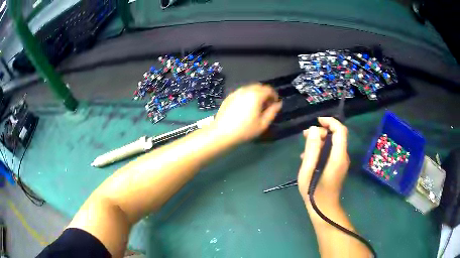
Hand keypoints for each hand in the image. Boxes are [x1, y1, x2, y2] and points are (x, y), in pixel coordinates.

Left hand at [212, 84, 281, 143]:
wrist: (222, 132)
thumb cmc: (245, 130)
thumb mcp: (262, 124)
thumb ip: (272, 112)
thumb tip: (278, 104)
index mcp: (256, 95)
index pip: (269, 89)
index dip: (274, 95)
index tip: (274, 104)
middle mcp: (246, 90)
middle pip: (259, 86)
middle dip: (265, 94)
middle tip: (266, 105)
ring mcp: (236, 92)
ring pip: (250, 88)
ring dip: (256, 94)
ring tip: (256, 107)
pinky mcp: (229, 96)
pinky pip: (241, 92)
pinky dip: (247, 96)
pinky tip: (245, 107)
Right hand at [297, 117, 349, 203]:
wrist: (324, 210)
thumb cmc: (314, 192)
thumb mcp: (308, 170)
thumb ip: (312, 149)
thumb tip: (314, 129)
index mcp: (338, 156)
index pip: (340, 130)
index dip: (330, 122)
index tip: (317, 121)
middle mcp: (343, 157)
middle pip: (337, 136)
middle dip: (322, 132)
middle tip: (305, 136)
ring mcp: (342, 163)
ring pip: (334, 144)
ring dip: (320, 141)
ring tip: (304, 148)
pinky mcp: (338, 167)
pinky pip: (332, 152)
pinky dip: (322, 149)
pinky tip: (309, 158)